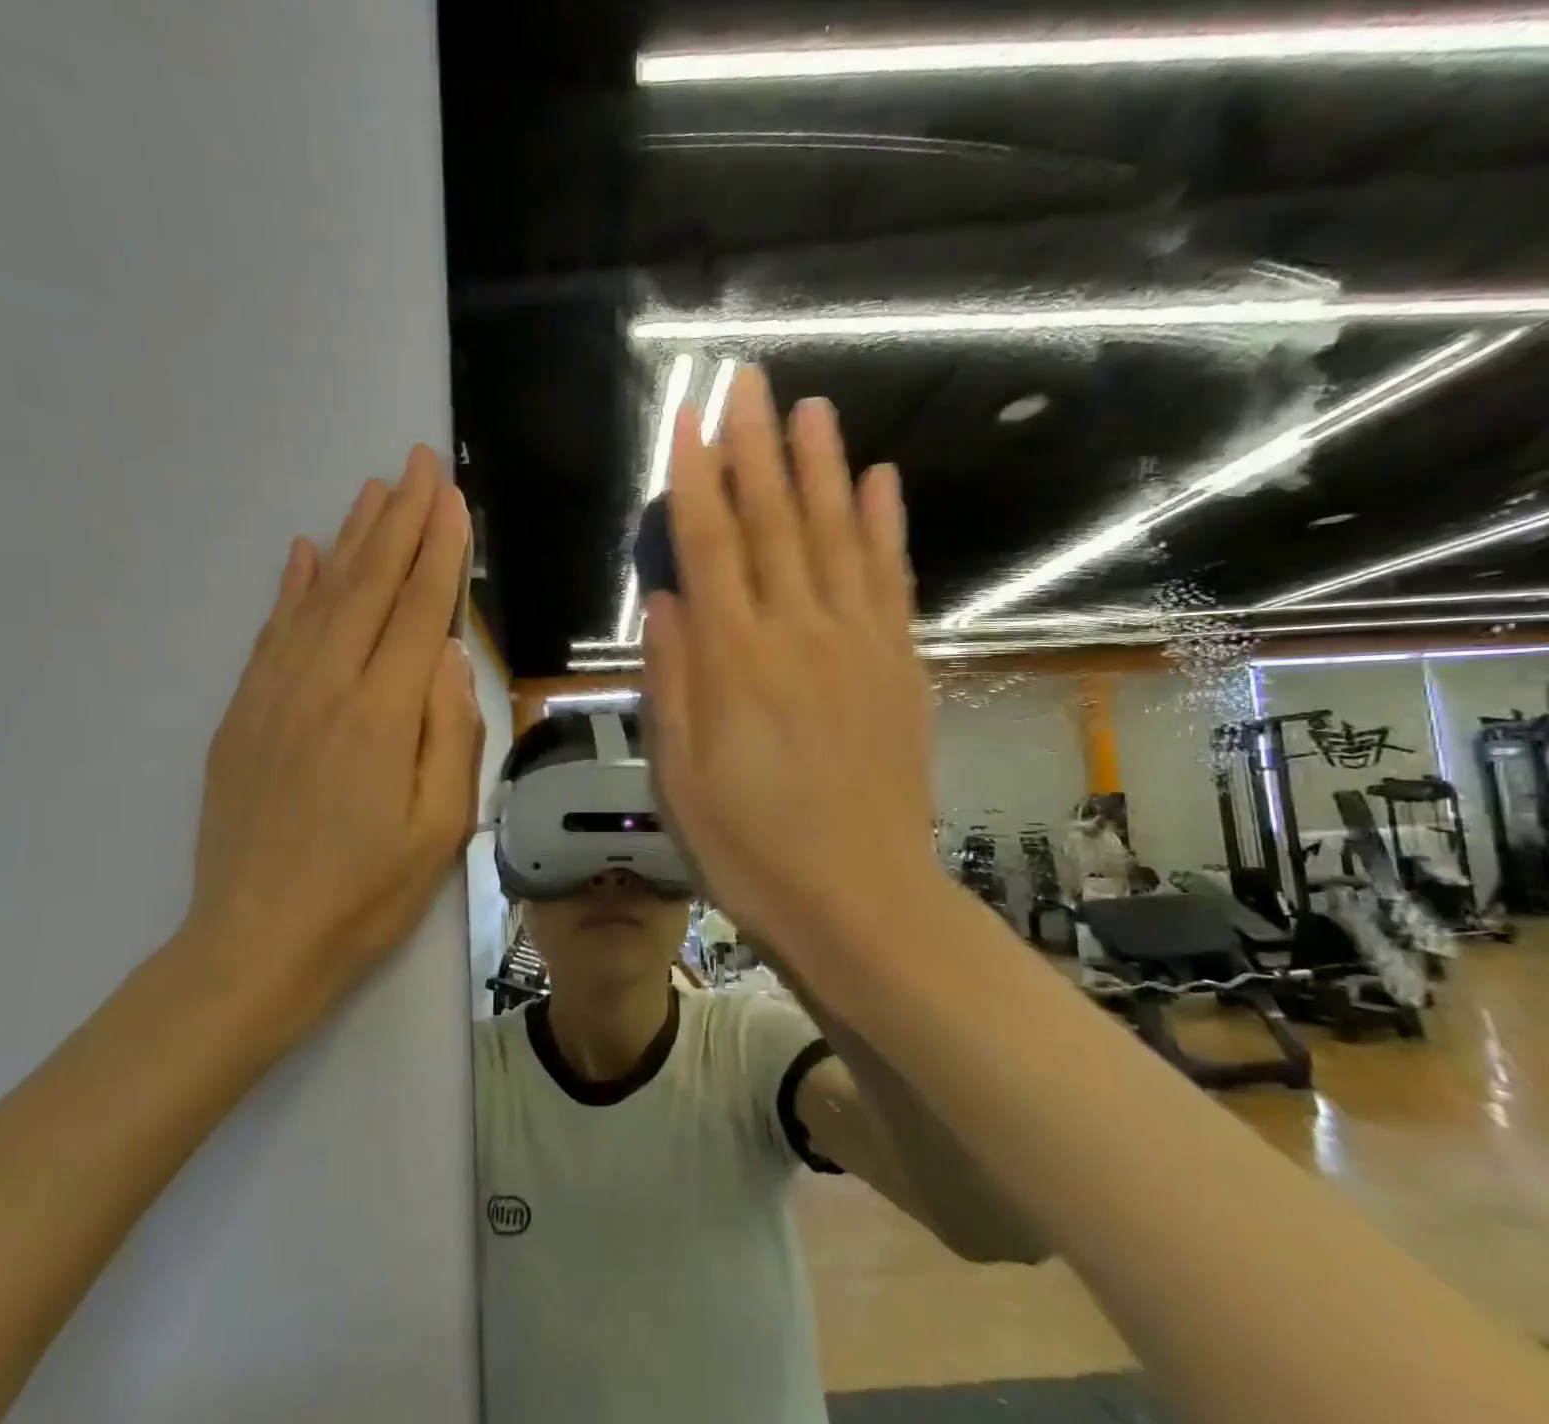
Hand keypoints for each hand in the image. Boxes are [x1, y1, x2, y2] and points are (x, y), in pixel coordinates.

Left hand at [180, 446, 479, 1049]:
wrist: (256, 942)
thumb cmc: (366, 893)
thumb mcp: (439, 827)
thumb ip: (448, 732)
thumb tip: (449, 656)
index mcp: (379, 714)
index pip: (417, 610)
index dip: (438, 550)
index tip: (451, 499)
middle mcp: (324, 687)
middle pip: (367, 585)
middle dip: (398, 520)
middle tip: (417, 465)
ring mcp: (275, 696)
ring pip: (317, 597)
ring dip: (349, 539)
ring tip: (372, 491)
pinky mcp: (243, 714)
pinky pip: (271, 633)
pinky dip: (290, 588)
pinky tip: (301, 554)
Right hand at [643, 367, 944, 1006]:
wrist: (859, 899)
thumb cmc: (749, 848)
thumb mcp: (679, 778)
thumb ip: (672, 682)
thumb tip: (666, 600)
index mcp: (735, 661)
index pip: (709, 545)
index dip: (696, 477)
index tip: (689, 419)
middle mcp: (798, 633)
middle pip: (774, 521)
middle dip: (757, 447)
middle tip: (748, 381)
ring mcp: (859, 645)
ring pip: (837, 534)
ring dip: (822, 467)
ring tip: (812, 409)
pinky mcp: (900, 666)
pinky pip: (892, 579)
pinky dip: (886, 525)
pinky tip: (882, 482)